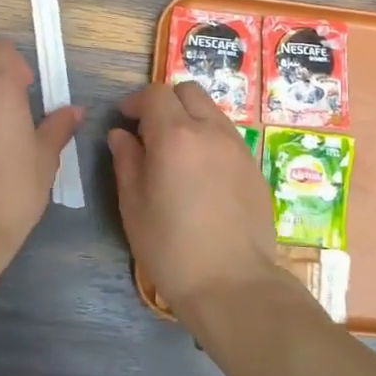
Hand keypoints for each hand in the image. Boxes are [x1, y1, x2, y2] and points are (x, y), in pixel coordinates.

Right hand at [108, 82, 282, 315]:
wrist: (233, 284)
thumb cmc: (172, 248)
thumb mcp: (134, 206)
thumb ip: (126, 161)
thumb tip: (121, 135)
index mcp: (176, 136)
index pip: (156, 94)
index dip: (136, 102)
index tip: (124, 120)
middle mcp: (211, 131)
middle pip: (188, 91)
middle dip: (166, 102)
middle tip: (149, 131)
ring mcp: (238, 147)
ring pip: (212, 111)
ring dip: (190, 118)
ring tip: (176, 154)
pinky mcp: (254, 167)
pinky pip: (228, 137)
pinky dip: (209, 140)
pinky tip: (201, 175)